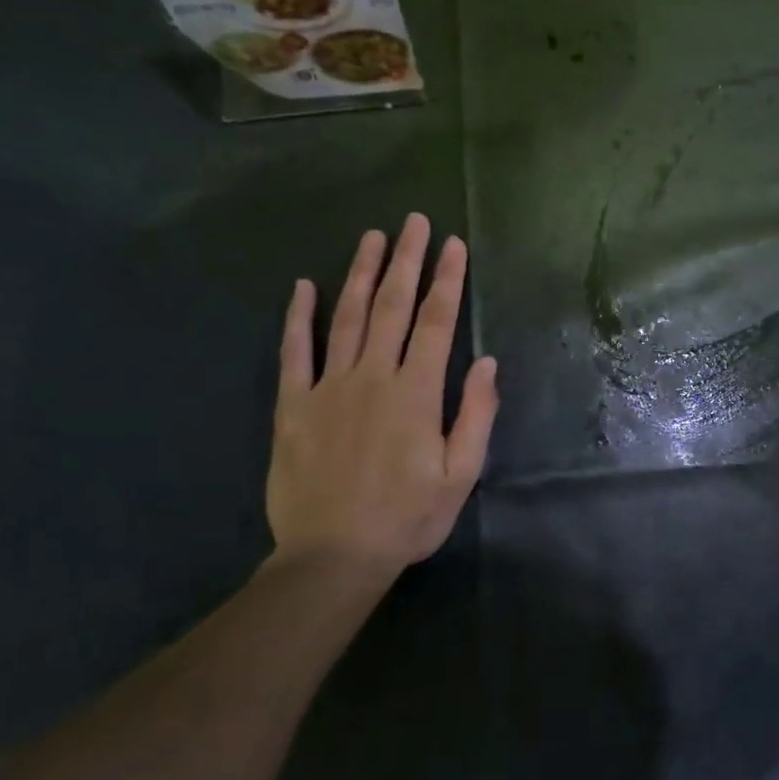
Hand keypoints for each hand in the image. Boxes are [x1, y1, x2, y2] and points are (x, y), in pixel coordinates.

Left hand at [267, 214, 498, 596]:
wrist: (333, 557)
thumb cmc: (408, 518)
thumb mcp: (460, 474)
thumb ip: (474, 414)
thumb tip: (485, 362)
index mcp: (416, 394)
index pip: (436, 323)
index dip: (447, 281)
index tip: (454, 245)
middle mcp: (372, 378)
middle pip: (391, 307)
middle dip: (406, 261)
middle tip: (413, 222)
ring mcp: (327, 388)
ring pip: (346, 318)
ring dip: (360, 274)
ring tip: (372, 238)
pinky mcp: (292, 406)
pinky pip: (294, 353)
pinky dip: (298, 317)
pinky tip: (303, 286)